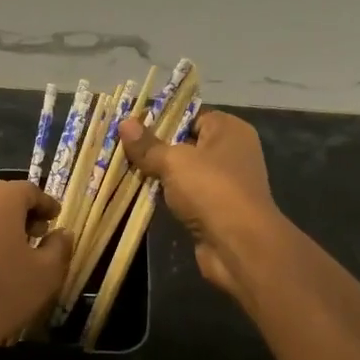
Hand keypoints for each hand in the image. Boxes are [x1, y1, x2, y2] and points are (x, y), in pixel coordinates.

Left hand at [0, 179, 71, 359]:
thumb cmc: (2, 292)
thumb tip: (61, 233)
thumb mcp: (46, 273)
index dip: (46, 205)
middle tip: (36, 234)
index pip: (30, 191)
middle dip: (20, 212)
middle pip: (0, 196)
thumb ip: (59, 246)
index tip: (56, 221)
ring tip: (9, 250)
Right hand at [119, 110, 280, 302]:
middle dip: (155, 148)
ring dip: (159, 175)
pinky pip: (186, 196)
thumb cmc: (211, 189)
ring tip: (124, 169)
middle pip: (186, 143)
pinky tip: (142, 195)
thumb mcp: (174, 161)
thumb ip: (148, 145)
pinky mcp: (216, 210)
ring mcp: (225, 184)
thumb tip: (124, 123)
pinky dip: (168, 197)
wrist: (238, 244)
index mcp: (229, 130)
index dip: (162, 119)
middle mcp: (231, 153)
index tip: (130, 124)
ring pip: (184, 173)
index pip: (192, 115)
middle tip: (121, 146)